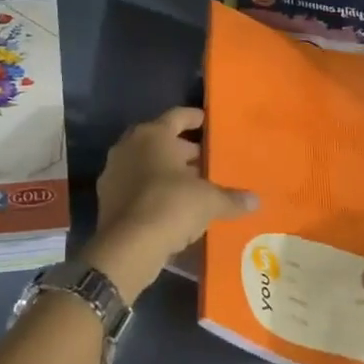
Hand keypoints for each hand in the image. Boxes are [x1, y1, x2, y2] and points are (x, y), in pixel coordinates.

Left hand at [84, 108, 255, 301]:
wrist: (128, 246)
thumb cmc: (171, 206)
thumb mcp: (208, 201)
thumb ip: (231, 198)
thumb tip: (256, 201)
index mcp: (153, 135)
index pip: (177, 117)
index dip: (194, 118)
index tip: (208, 122)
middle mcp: (129, 146)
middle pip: (161, 141)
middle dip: (184, 151)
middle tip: (207, 161)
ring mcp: (114, 171)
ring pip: (147, 164)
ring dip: (167, 172)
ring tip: (192, 186)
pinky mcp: (107, 198)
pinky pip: (136, 187)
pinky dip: (153, 192)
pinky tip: (171, 208)